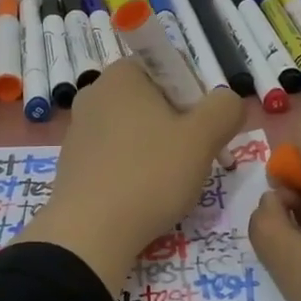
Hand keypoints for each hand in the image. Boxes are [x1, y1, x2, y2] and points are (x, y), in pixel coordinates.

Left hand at [21, 58, 244, 295]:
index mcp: (122, 74)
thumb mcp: (203, 138)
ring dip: (160, 149)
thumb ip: (225, 109)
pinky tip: (145, 196)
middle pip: (155, 99)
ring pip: (137, 130)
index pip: (173, 67)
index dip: (198, 95)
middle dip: (181, 126)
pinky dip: (136, 169)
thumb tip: (227, 102)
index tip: (206, 131)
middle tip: (195, 160)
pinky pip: (117, 155)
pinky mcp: (73, 161)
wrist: (89, 233)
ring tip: (171, 184)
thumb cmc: (149, 175)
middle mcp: (95, 92)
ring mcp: (79, 128)